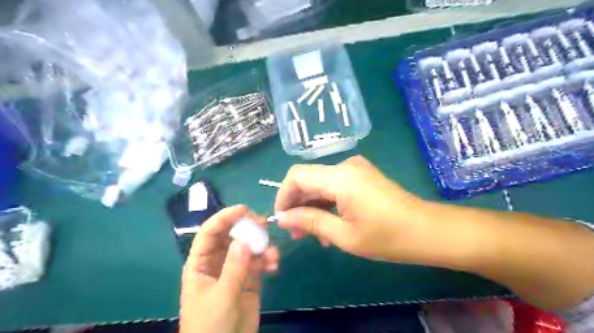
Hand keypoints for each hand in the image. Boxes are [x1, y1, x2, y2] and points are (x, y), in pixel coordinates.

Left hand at [180, 205, 279, 332]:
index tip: (243, 209)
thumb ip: (233, 268)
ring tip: (272, 254)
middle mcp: (218, 260)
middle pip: (232, 235)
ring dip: (262, 246)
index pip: (210, 233)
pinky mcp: (250, 277)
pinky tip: (274, 264)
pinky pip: (260, 260)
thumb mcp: (221, 297)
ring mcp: (235, 268)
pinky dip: (268, 259)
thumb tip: (244, 241)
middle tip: (264, 225)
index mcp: (201, 263)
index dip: (224, 218)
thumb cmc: (211, 326)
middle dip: (248, 228)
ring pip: (249, 246)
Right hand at [274, 155, 426, 262]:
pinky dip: (327, 203)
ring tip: (313, 235)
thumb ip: (310, 222)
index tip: (282, 219)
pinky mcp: (362, 176)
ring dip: (313, 206)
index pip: (296, 176)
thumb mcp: (343, 234)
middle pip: (308, 179)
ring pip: (321, 184)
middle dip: (298, 205)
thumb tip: (283, 218)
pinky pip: (335, 186)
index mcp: (339, 177)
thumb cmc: (387, 237)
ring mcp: (356, 169)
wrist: (427, 231)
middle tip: (297, 233)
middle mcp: (345, 166)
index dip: (283, 196)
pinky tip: (329, 225)